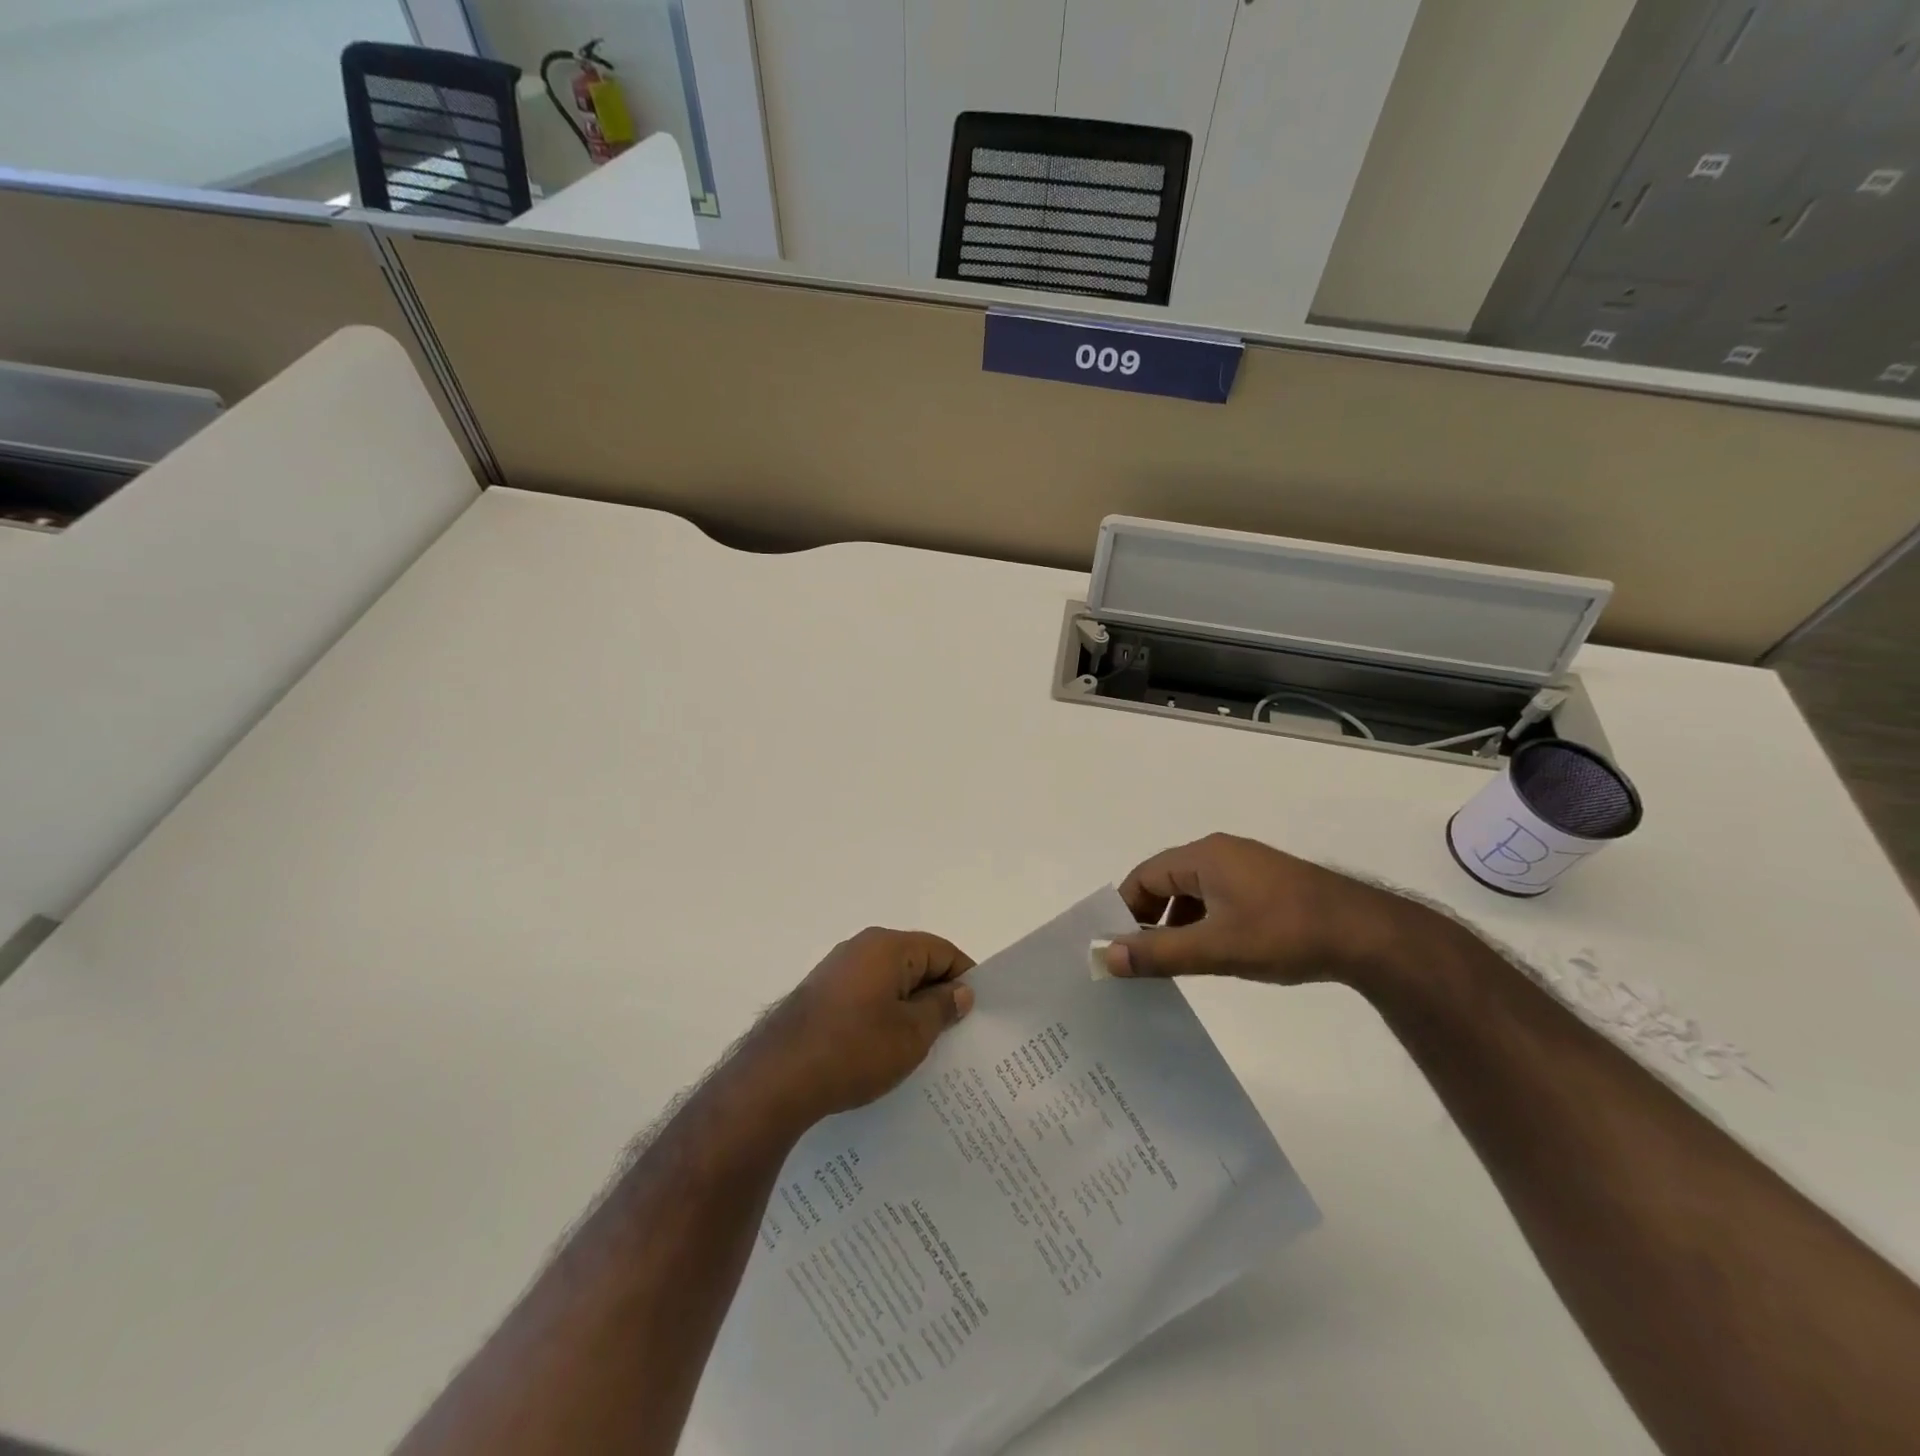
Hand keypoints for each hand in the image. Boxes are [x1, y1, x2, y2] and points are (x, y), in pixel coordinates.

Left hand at [743, 928, 974, 1124]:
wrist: (777, 1078)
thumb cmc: (854, 1049)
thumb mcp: (912, 1033)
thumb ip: (942, 1007)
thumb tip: (960, 991)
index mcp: (887, 946)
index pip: (942, 951)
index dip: (964, 979)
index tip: (977, 1014)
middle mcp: (861, 948)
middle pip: (915, 964)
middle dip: (937, 996)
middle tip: (956, 1036)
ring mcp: (836, 972)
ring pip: (889, 984)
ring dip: (909, 1010)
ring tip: (924, 1049)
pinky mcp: (820, 997)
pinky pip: (865, 998)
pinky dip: (882, 1018)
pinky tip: (887, 1052)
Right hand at [1103, 833, 1442, 987]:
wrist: (1367, 934)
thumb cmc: (1283, 934)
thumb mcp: (1215, 948)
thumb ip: (1158, 952)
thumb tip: (1106, 956)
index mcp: (1203, 856)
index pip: (1144, 876)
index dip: (1123, 908)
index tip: (1114, 944)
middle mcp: (1221, 852)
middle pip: (1166, 881)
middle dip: (1148, 917)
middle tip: (1140, 957)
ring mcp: (1247, 866)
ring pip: (1193, 891)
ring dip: (1176, 922)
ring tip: (1173, 960)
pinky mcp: (1267, 884)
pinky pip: (1218, 896)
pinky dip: (1204, 920)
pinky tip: (1213, 950)